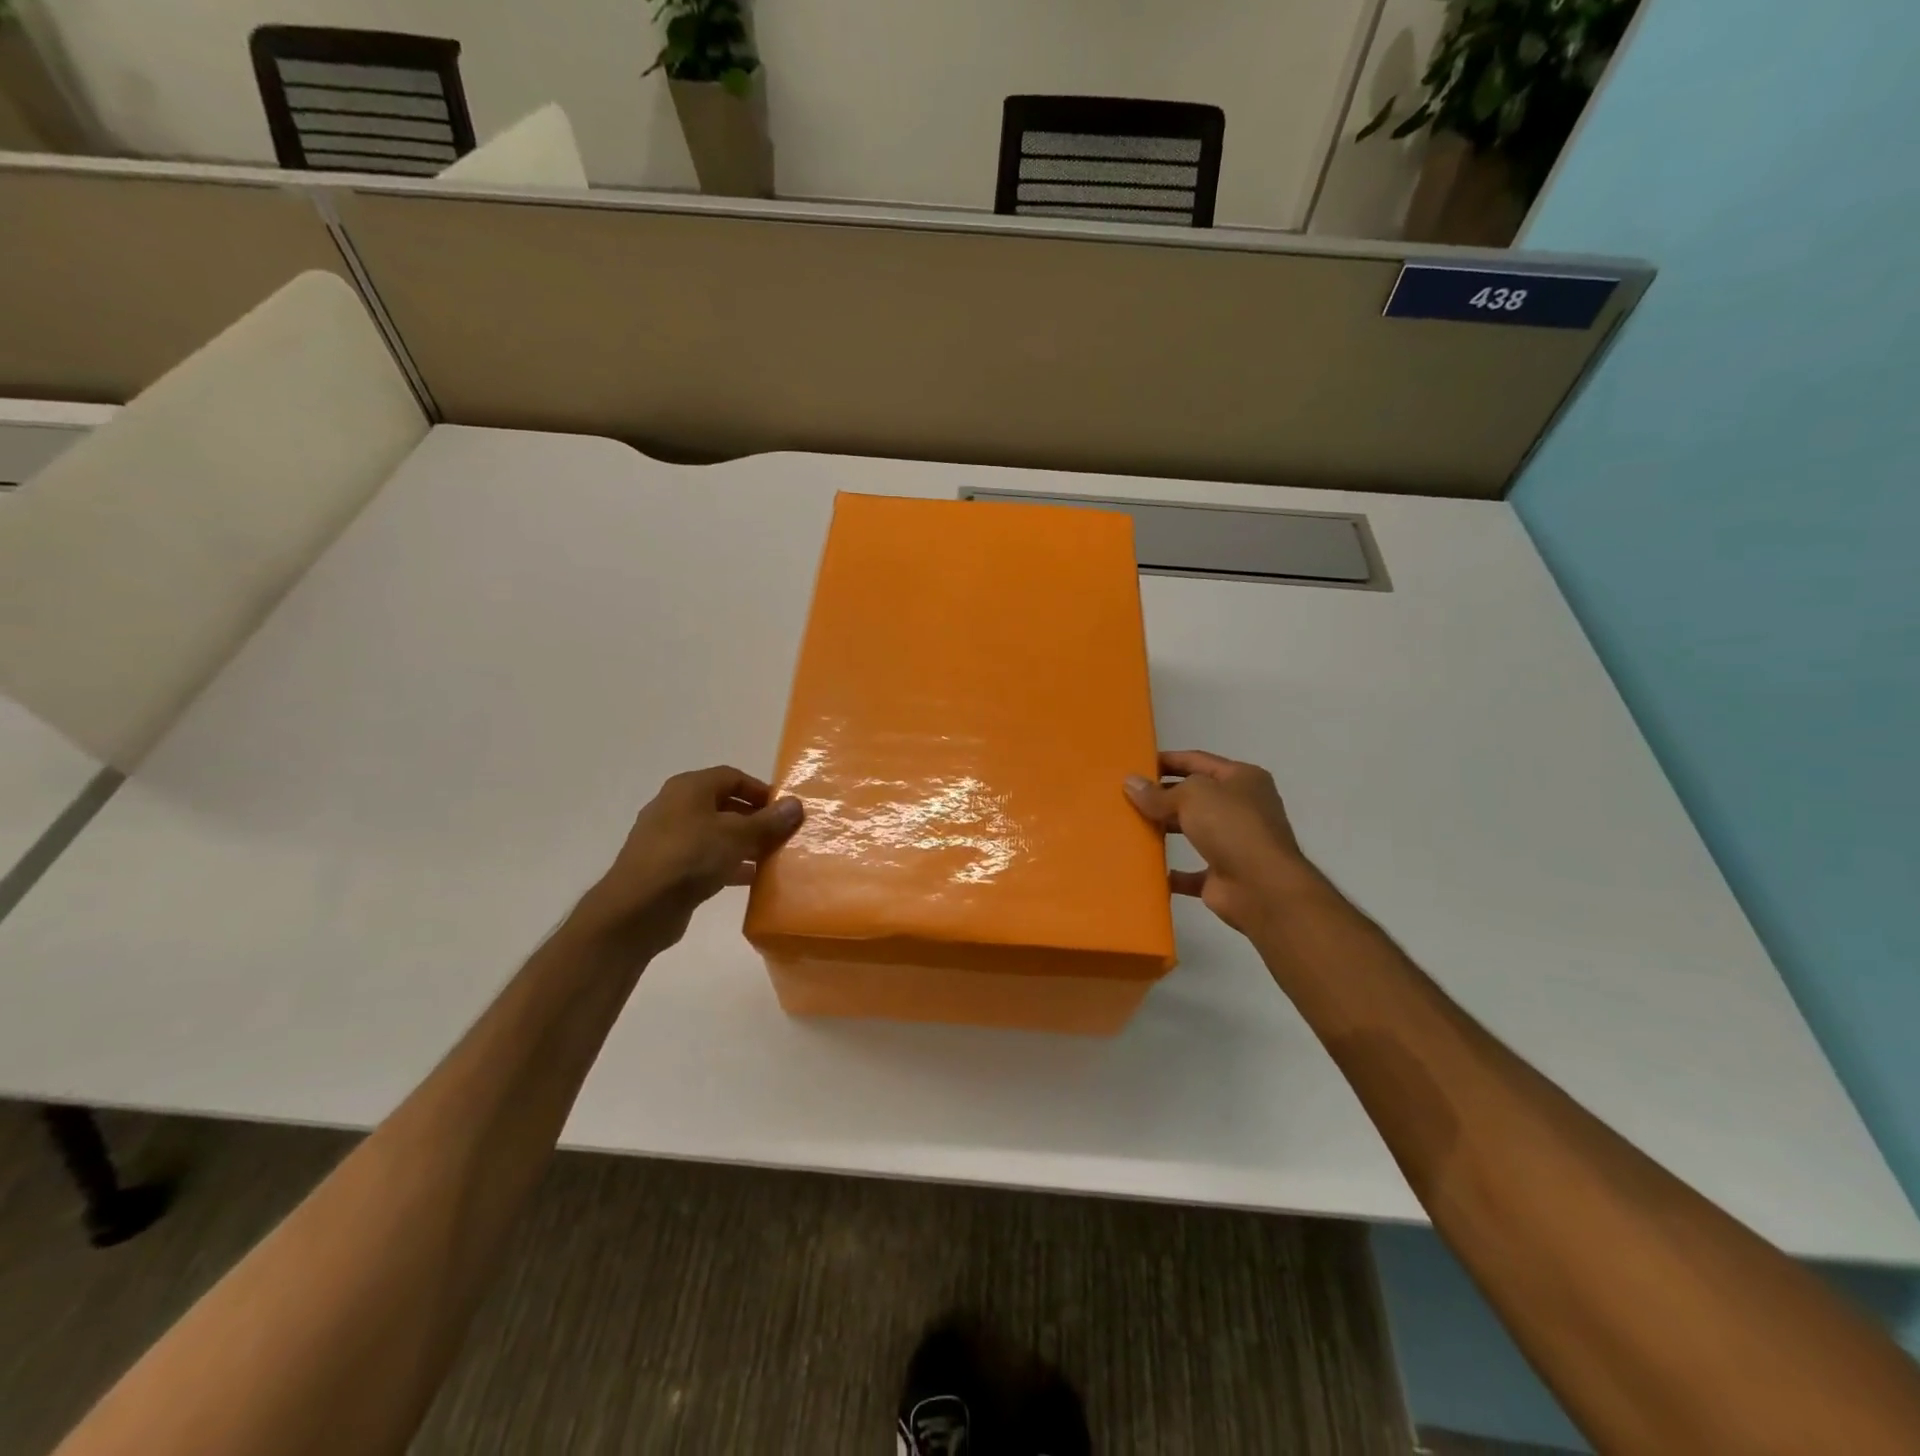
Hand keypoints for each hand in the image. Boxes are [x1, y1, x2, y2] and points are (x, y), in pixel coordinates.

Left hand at [575, 766, 803, 951]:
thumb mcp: (737, 836)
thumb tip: (796, 804)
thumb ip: (768, 821)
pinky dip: (728, 863)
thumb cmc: (690, 857)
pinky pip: (704, 858)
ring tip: (771, 857)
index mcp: (689, 788)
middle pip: (724, 804)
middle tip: (781, 834)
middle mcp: (676, 806)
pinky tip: (750, 878)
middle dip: (755, 818)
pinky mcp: (667, 868)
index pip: (733, 776)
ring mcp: (668, 838)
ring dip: (743, 843)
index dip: (761, 790)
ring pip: (715, 833)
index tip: (785, 810)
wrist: (638, 908)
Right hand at [1124, 750, 1314, 936]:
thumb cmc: (1231, 826)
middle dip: (1162, 795)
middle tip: (1126, 795)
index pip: (1198, 760)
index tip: (1136, 763)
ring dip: (1164, 829)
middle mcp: (1241, 807)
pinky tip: (1144, 867)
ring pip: (1191, 830)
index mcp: (1242, 778)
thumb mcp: (1192, 796)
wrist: (1262, 887)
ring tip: (1129, 825)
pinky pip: (1190, 871)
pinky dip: (1170, 871)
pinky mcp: (1223, 874)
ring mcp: (1233, 842)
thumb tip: (1130, 783)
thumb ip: (1158, 792)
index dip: (1168, 760)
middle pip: (1194, 795)